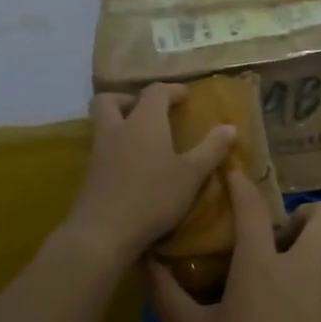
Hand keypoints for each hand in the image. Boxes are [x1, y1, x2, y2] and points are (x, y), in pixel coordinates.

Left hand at [63, 86, 235, 264]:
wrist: (104, 232)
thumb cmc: (153, 196)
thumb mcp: (192, 175)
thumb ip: (212, 149)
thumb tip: (230, 127)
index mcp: (144, 121)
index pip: (155, 91)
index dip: (171, 90)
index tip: (185, 97)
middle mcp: (117, 129)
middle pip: (111, 100)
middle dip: (128, 99)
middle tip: (149, 113)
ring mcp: (99, 151)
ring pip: (102, 124)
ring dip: (120, 123)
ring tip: (143, 140)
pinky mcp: (90, 174)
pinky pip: (101, 148)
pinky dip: (116, 148)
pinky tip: (132, 167)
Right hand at [147, 170, 320, 321]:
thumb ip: (167, 295)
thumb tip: (146, 263)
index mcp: (261, 266)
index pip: (253, 208)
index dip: (242, 185)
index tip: (234, 174)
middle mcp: (303, 269)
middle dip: (310, 213)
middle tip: (285, 235)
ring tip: (300, 264)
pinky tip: (303, 312)